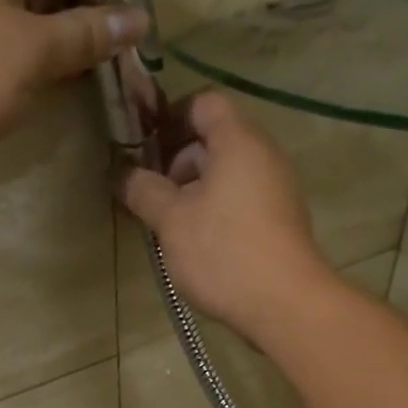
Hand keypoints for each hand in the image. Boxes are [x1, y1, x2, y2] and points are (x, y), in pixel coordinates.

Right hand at [118, 94, 336, 344]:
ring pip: (225, 172)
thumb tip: (123, 174)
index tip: (143, 148)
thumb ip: (143, 190)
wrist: (285, 305)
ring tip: (166, 224)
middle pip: (214, 139)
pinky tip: (193, 242)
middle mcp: (263, 155)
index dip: (169, 117)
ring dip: (191, 190)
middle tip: (149, 194)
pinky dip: (213, 208)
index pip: (203, 103)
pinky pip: (240, 197)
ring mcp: (275, 188)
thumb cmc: (223, 252)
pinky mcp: (279, 219)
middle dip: (175, 161)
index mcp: (238, 141)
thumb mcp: (171, 220)